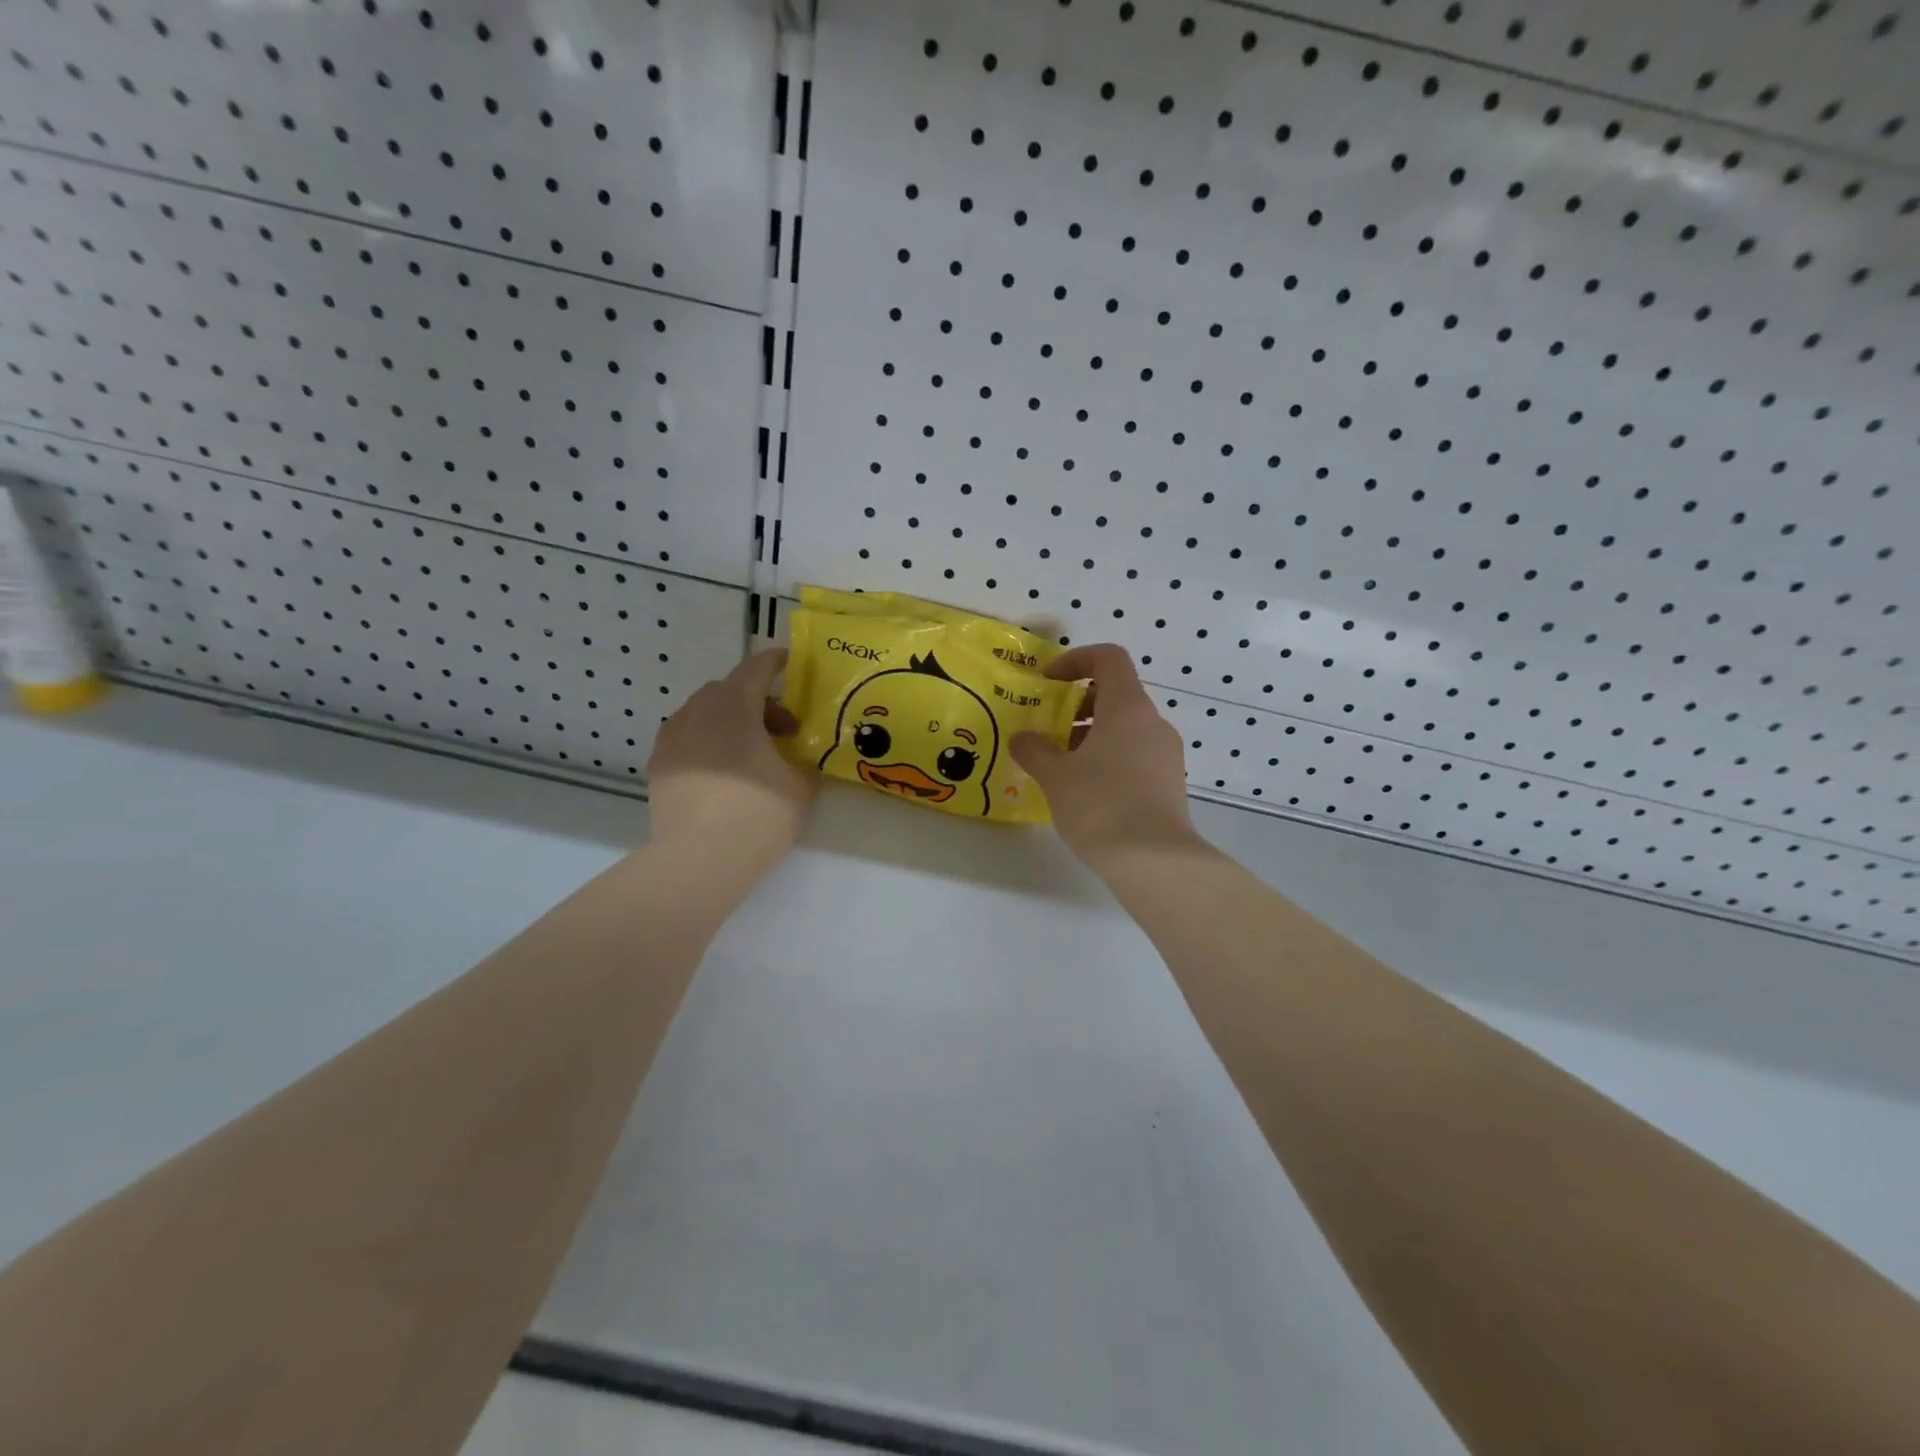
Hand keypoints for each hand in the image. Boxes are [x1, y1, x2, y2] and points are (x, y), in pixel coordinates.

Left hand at [647, 648, 815, 876]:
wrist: (699, 860)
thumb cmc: (757, 814)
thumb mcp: (800, 787)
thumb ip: (804, 765)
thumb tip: (802, 763)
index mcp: (734, 706)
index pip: (756, 670)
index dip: (774, 662)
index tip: (786, 660)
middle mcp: (697, 712)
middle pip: (728, 692)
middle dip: (757, 702)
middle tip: (782, 730)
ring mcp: (671, 739)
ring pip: (704, 715)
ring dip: (730, 722)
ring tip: (751, 752)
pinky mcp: (658, 766)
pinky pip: (687, 740)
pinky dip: (708, 743)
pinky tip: (723, 772)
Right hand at [1010, 644, 1201, 870]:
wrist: (1154, 860)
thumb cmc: (1100, 805)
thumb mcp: (1056, 776)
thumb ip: (1035, 750)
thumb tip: (1022, 739)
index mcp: (1127, 707)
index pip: (1108, 658)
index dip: (1075, 660)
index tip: (1048, 683)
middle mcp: (1152, 722)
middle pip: (1117, 693)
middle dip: (1079, 704)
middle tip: (1050, 729)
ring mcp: (1166, 753)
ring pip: (1126, 727)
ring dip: (1092, 734)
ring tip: (1063, 765)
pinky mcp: (1169, 782)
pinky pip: (1136, 754)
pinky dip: (1110, 758)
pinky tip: (1087, 791)